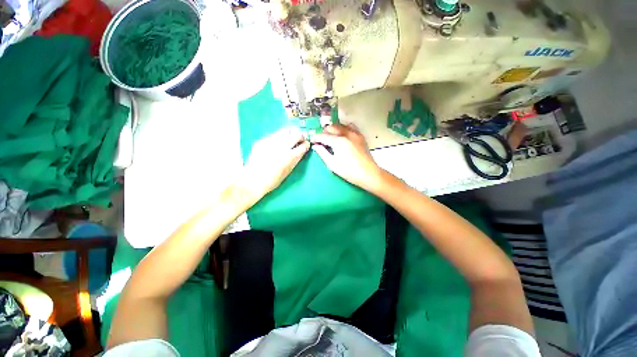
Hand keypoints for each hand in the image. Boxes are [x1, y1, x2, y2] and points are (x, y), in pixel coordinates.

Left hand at [241, 127, 309, 198]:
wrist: (252, 180)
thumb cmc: (272, 180)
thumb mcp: (288, 171)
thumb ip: (295, 159)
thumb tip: (300, 151)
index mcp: (290, 157)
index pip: (303, 145)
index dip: (306, 144)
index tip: (306, 145)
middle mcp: (282, 147)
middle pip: (296, 134)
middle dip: (300, 136)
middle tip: (299, 140)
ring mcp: (271, 142)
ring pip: (285, 131)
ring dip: (290, 134)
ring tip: (289, 139)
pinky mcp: (262, 141)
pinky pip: (274, 135)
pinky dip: (279, 137)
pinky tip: (277, 144)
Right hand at [311, 123, 384, 191]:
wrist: (368, 174)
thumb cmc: (349, 171)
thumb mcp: (332, 164)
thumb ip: (323, 153)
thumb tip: (315, 146)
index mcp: (338, 141)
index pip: (323, 136)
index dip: (316, 137)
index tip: (312, 140)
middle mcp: (346, 134)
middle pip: (332, 127)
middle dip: (324, 132)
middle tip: (321, 141)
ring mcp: (355, 133)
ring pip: (341, 125)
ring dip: (334, 129)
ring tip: (331, 137)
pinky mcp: (360, 136)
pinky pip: (350, 126)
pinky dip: (344, 128)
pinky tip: (343, 135)